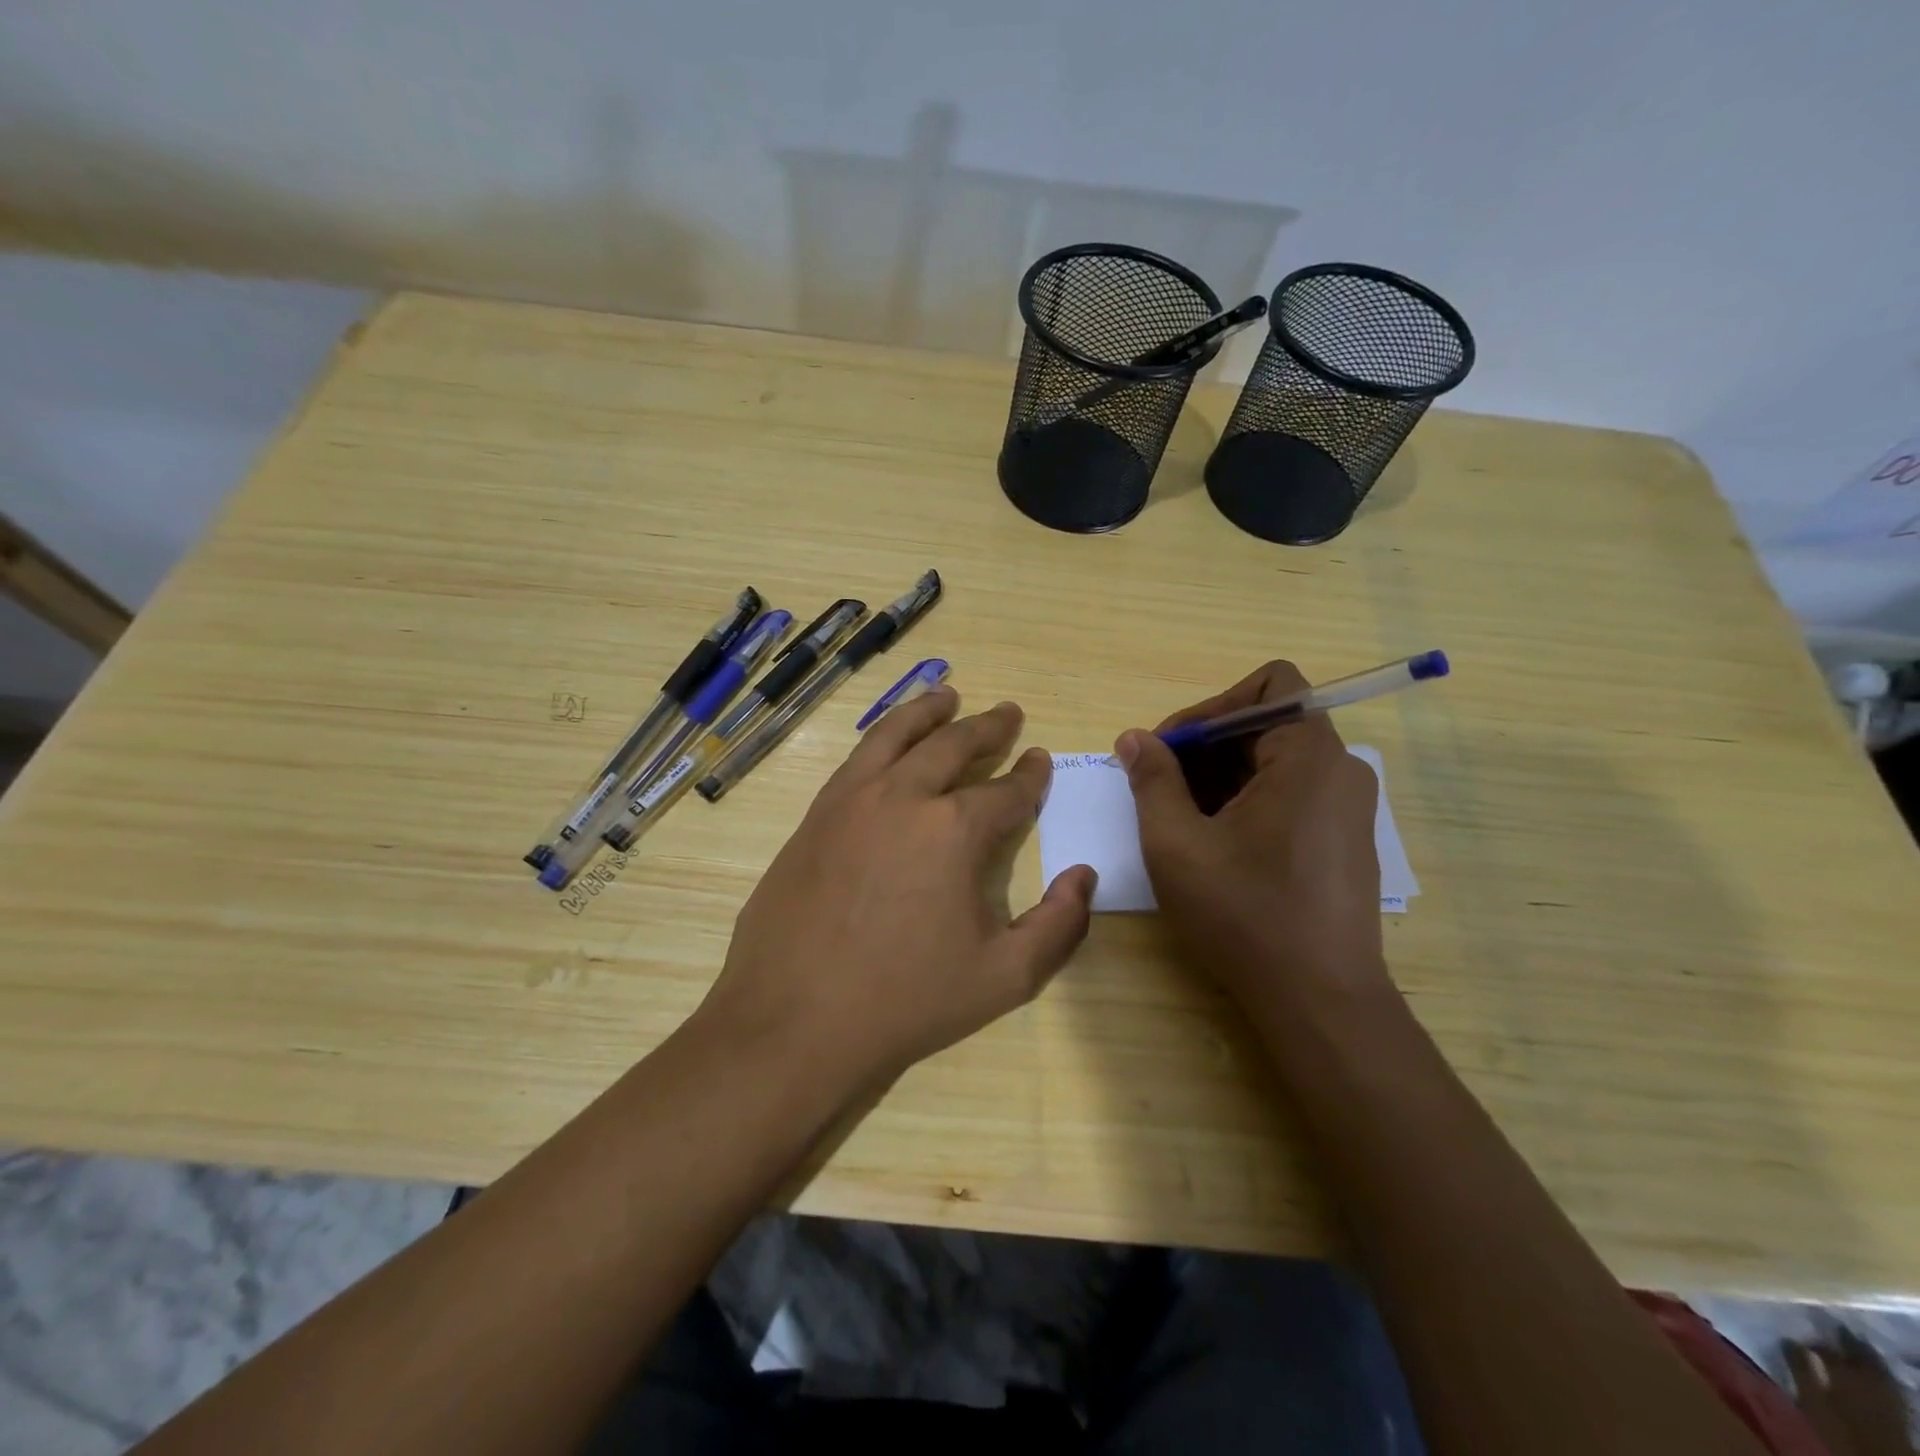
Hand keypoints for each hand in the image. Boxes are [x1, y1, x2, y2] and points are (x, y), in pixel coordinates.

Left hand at [699, 688, 1096, 1097]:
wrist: (794, 1021)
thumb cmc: (906, 1001)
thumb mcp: (1004, 978)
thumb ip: (1059, 926)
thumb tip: (1084, 877)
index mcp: (954, 830)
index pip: (1007, 791)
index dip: (1030, 775)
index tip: (1040, 760)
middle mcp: (904, 797)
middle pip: (953, 745)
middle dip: (988, 727)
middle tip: (1008, 713)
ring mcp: (851, 801)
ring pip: (896, 735)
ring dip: (928, 711)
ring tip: (947, 695)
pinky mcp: (815, 816)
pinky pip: (856, 759)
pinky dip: (882, 737)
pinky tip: (889, 744)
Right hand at [1115, 661, 1388, 1017]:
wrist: (1320, 1001)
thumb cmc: (1244, 914)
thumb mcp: (1177, 844)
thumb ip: (1153, 780)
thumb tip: (1133, 738)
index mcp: (1309, 757)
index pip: (1268, 686)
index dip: (1210, 707)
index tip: (1168, 749)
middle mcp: (1341, 770)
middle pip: (1268, 723)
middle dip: (1206, 746)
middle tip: (1158, 786)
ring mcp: (1348, 808)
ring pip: (1276, 762)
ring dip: (1221, 776)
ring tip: (1180, 819)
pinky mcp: (1344, 840)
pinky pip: (1292, 794)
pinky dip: (1247, 801)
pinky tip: (1215, 843)